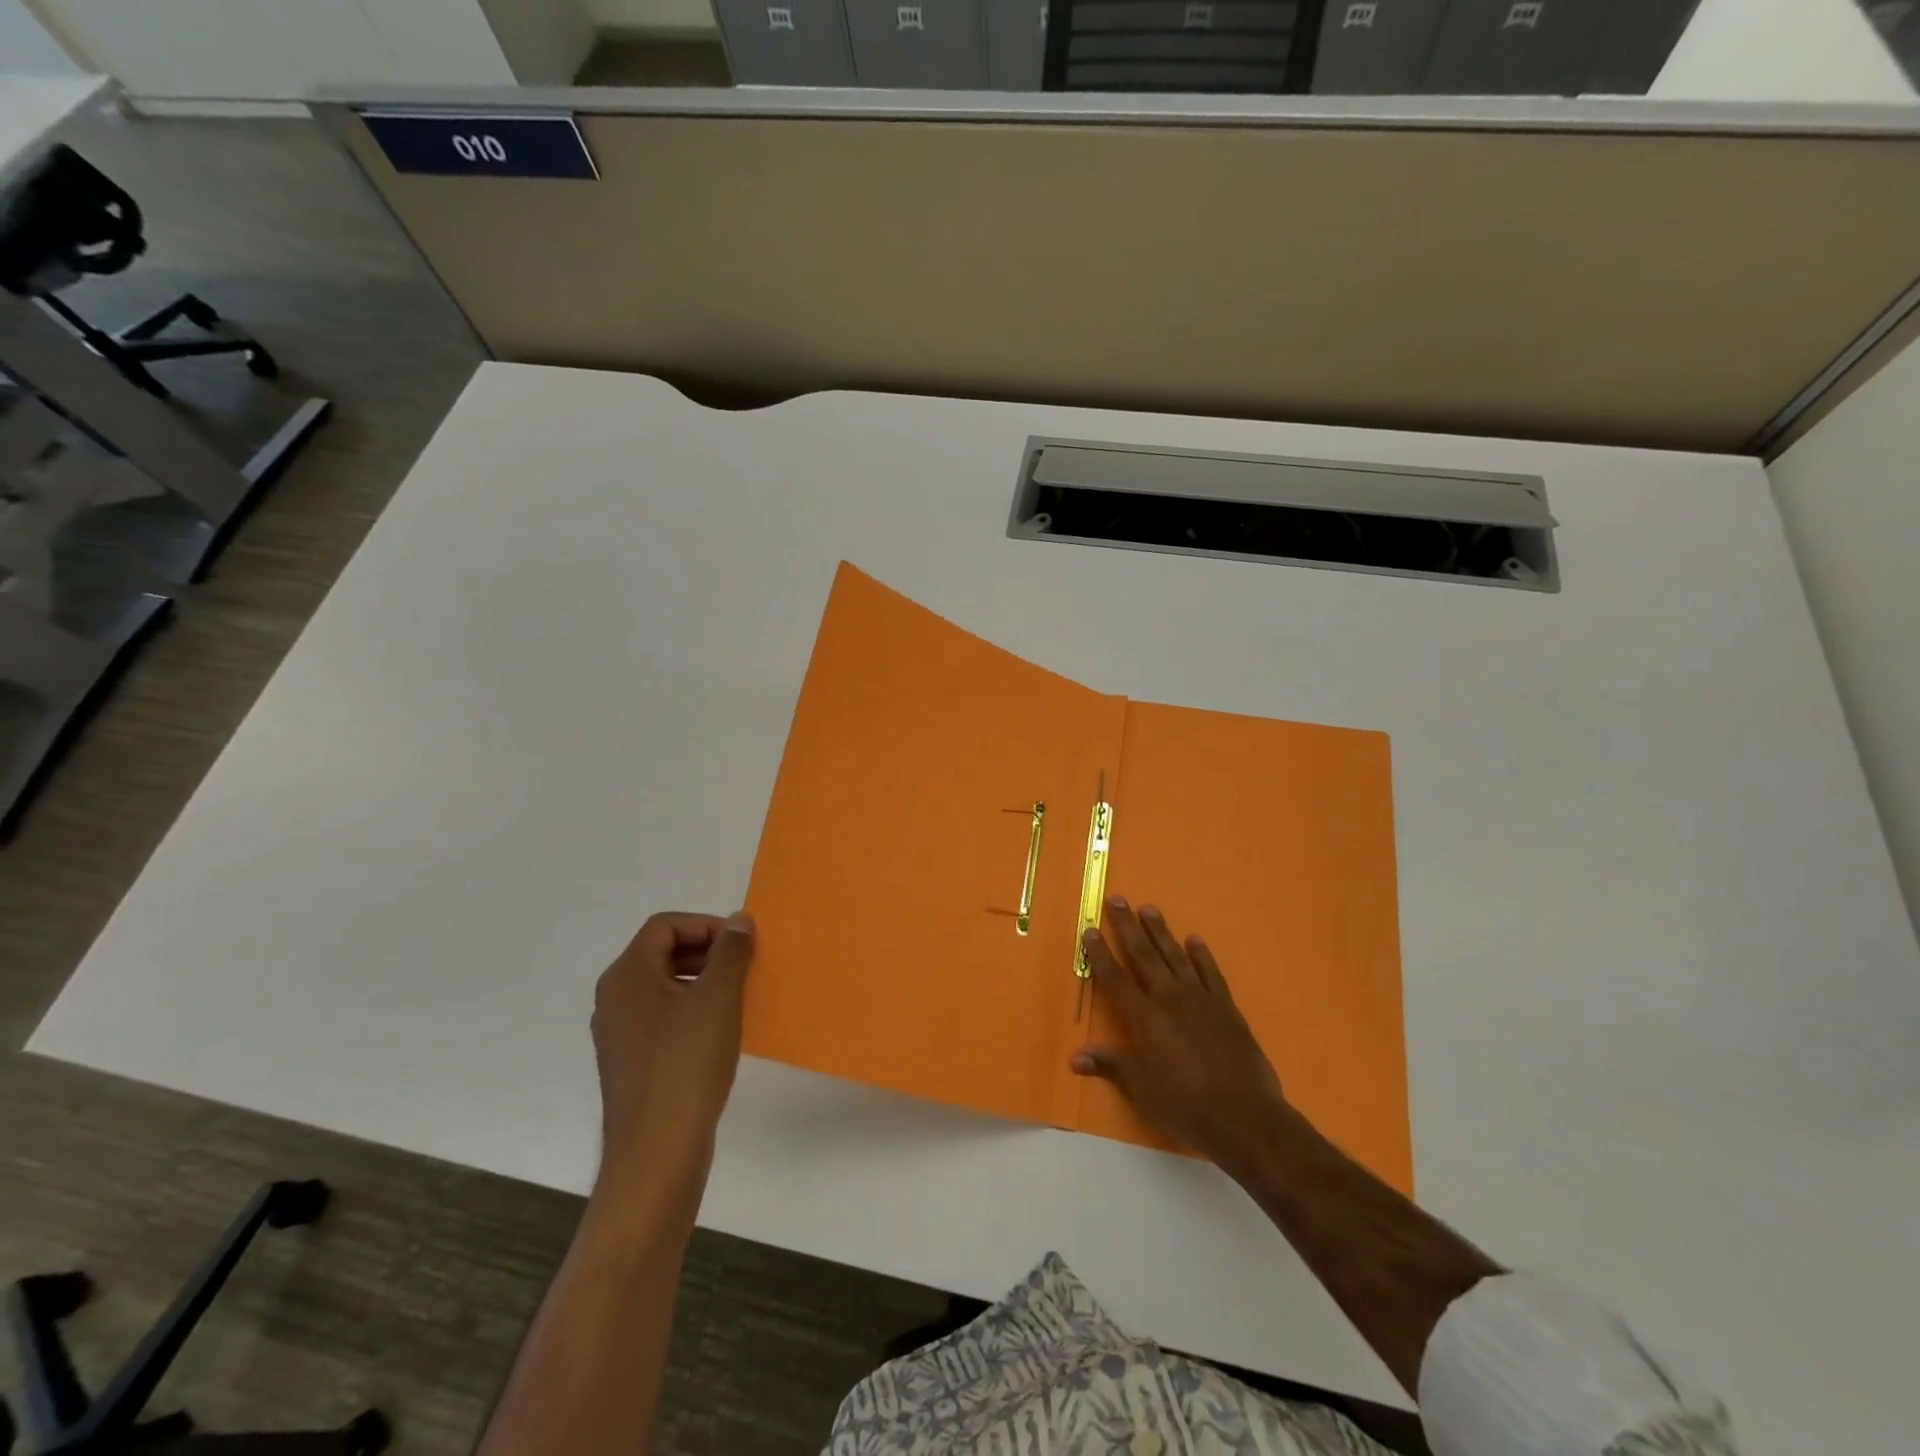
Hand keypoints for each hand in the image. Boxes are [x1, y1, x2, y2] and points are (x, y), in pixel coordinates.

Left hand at [591, 910, 755, 1201]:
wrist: (657, 1151)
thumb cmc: (687, 1063)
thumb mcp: (718, 997)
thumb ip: (731, 951)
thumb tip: (739, 919)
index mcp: (627, 976)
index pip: (664, 926)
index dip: (706, 925)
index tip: (741, 944)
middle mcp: (615, 999)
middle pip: (662, 953)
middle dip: (707, 951)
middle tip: (744, 966)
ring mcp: (620, 1034)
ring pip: (664, 987)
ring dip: (703, 981)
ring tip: (738, 997)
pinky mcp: (632, 1063)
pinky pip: (663, 1018)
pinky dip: (693, 1011)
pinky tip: (721, 1032)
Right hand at [1072, 898, 1289, 1172]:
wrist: (1244, 1116)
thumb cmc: (1184, 1105)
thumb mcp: (1140, 1089)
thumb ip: (1111, 1065)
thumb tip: (1076, 1057)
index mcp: (1143, 1017)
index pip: (1114, 978)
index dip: (1100, 954)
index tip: (1090, 930)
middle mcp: (1169, 998)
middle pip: (1143, 955)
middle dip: (1127, 927)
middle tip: (1118, 900)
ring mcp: (1200, 999)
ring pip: (1175, 956)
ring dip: (1161, 932)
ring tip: (1149, 909)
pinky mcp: (1226, 1008)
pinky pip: (1211, 973)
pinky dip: (1202, 956)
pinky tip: (1195, 941)